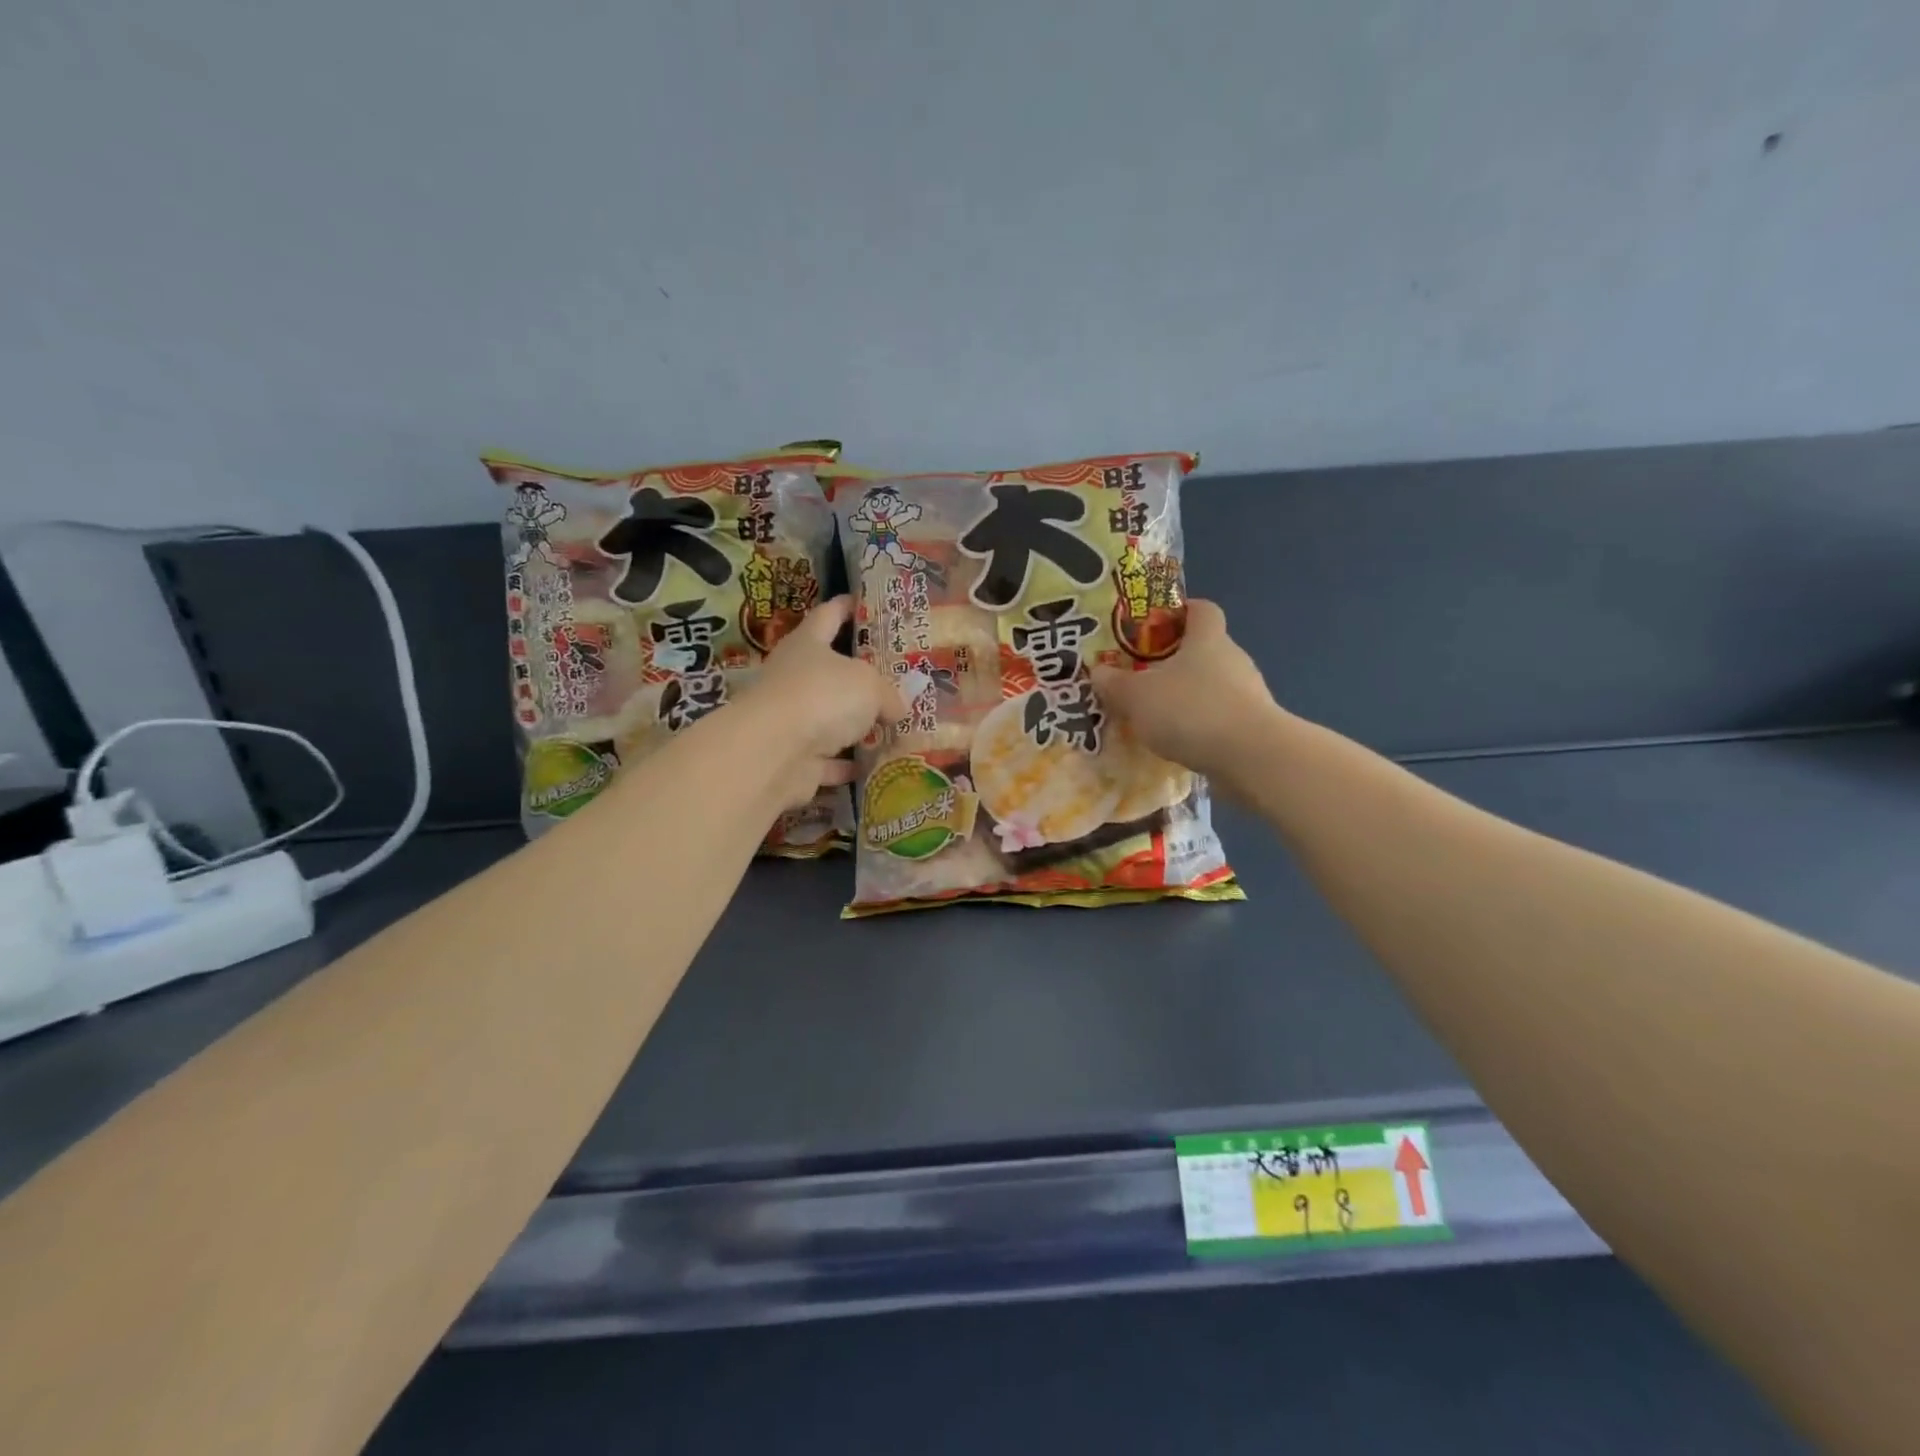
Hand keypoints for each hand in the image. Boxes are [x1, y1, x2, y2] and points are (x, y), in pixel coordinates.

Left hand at [744, 596, 906, 806]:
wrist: (775, 752)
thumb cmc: (823, 696)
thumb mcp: (870, 685)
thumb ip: (889, 693)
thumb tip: (899, 708)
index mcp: (808, 644)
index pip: (828, 615)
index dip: (846, 606)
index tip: (865, 603)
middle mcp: (794, 677)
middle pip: (829, 670)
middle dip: (859, 674)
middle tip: (894, 675)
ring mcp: (792, 720)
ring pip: (829, 718)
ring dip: (855, 724)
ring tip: (893, 724)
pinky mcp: (794, 759)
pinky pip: (828, 760)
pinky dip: (848, 764)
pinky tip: (875, 766)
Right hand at [1091, 599, 1277, 780]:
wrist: (1250, 757)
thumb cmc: (1190, 710)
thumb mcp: (1136, 696)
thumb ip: (1114, 683)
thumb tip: (1098, 671)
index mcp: (1207, 639)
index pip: (1202, 609)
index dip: (1181, 611)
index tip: (1156, 624)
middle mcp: (1233, 658)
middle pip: (1205, 649)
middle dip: (1176, 661)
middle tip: (1144, 678)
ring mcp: (1249, 693)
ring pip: (1213, 685)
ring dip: (1188, 697)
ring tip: (1158, 717)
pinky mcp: (1254, 726)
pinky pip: (1221, 716)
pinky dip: (1201, 725)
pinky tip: (1180, 743)